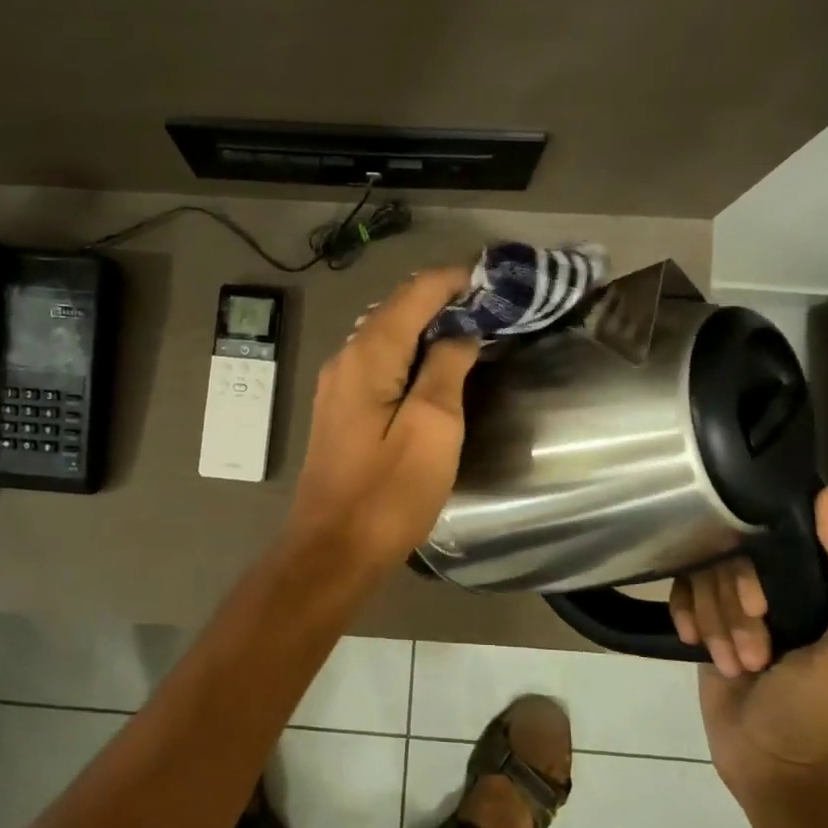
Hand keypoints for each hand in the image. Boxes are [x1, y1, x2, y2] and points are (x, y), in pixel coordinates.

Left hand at [285, 268, 478, 571]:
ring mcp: (337, 386)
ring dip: (427, 326)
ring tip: (472, 329)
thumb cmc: (387, 494)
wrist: (332, 551)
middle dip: (443, 299)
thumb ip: (446, 368)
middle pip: (397, 310)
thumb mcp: (432, 428)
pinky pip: (379, 364)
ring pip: (387, 336)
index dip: (454, 279)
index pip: (415, 293)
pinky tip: (435, 368)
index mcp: (368, 356)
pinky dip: (410, 354)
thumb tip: (459, 332)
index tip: (495, 276)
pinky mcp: (340, 411)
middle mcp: (345, 359)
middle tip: (491, 304)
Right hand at [673, 487, 827, 804]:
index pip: (773, 533)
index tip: (759, 607)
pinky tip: (692, 643)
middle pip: (729, 558)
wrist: (773, 768)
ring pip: (702, 577)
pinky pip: (680, 593)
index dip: (753, 568)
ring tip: (734, 663)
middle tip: (752, 653)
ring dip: (713, 624)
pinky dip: (684, 617)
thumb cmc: (819, 710)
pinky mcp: (705, 621)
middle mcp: (780, 583)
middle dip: (731, 609)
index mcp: (823, 581)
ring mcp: (737, 603)